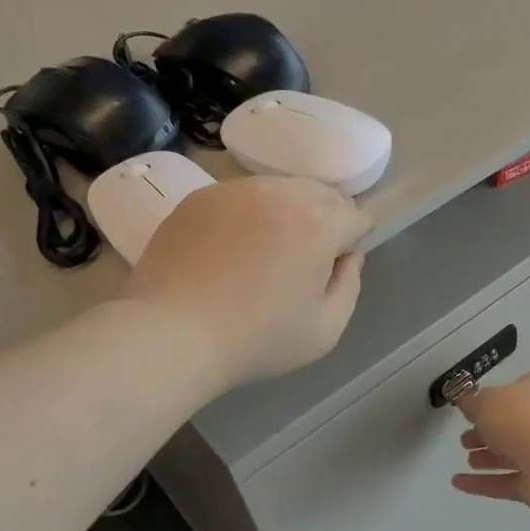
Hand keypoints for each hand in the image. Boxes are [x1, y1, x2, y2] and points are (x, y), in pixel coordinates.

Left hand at [126, 176, 371, 391]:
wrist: (174, 334)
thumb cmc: (257, 340)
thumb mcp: (325, 331)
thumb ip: (349, 287)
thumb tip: (348, 258)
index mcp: (317, 224)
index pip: (356, 218)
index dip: (352, 245)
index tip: (332, 272)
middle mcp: (279, 193)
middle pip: (320, 194)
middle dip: (323, 221)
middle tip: (301, 262)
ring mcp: (234, 190)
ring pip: (278, 190)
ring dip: (285, 214)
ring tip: (264, 254)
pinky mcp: (199, 198)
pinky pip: (240, 197)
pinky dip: (246, 216)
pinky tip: (230, 251)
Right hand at [451, 370, 529, 514]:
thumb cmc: (521, 417)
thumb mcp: (485, 401)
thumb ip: (472, 402)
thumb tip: (466, 401)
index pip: (521, 389)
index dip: (496, 400)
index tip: (473, 411)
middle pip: (517, 424)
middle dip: (488, 433)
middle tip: (465, 439)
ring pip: (516, 453)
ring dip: (488, 458)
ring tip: (467, 460)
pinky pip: (511, 480)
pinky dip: (486, 482)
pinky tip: (459, 483)